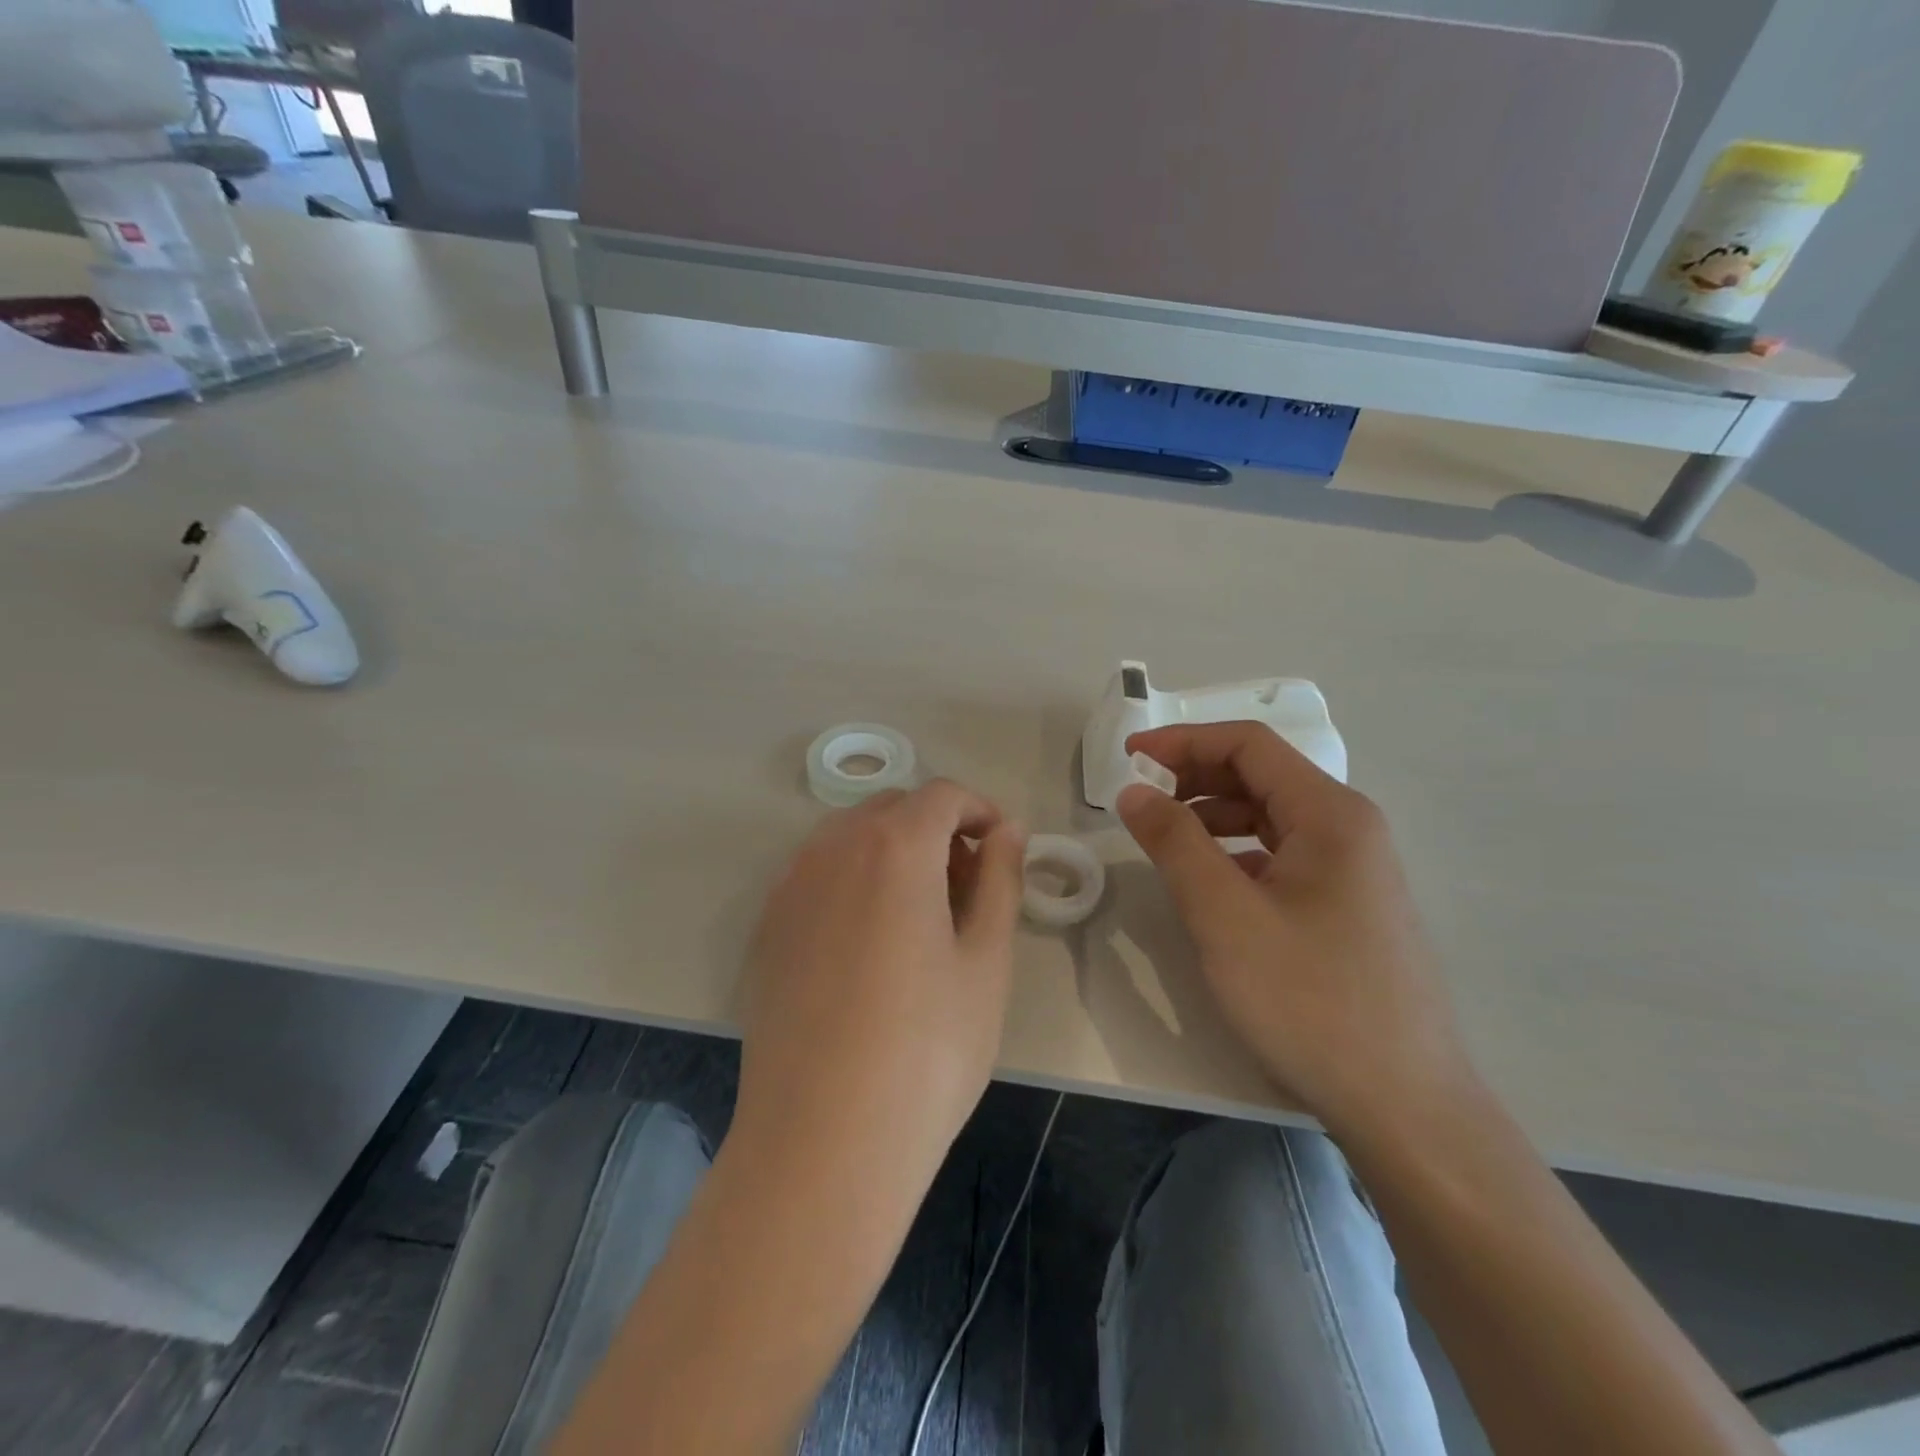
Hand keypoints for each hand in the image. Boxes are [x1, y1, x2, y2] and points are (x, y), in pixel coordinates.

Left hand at [735, 780, 1026, 1195]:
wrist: (822, 1141)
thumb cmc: (927, 1049)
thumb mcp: (986, 960)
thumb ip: (1000, 878)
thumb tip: (1007, 830)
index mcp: (894, 847)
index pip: (942, 795)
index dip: (979, 810)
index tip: (1000, 850)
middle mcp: (832, 849)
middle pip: (893, 808)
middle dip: (937, 829)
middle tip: (967, 886)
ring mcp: (789, 887)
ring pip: (849, 837)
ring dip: (892, 851)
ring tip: (920, 915)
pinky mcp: (765, 928)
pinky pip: (816, 875)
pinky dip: (852, 880)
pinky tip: (868, 944)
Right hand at [1116, 722, 1474, 1135]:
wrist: (1405, 1105)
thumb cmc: (1310, 1000)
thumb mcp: (1225, 916)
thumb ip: (1175, 843)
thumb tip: (1135, 790)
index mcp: (1330, 814)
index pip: (1248, 745)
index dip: (1183, 741)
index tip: (1128, 757)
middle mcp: (1350, 828)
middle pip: (1262, 775)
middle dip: (1195, 775)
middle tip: (1140, 798)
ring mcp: (1354, 870)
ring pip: (1271, 816)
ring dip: (1213, 814)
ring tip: (1165, 837)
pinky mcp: (1348, 907)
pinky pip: (1283, 855)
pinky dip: (1237, 851)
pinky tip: (1211, 882)